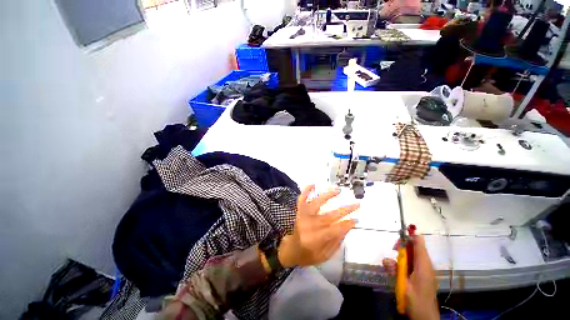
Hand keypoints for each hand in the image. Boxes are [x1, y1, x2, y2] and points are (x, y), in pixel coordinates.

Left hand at [278, 185, 359, 267]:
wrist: (290, 250)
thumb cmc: (308, 255)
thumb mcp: (324, 256)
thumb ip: (335, 242)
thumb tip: (346, 228)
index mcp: (317, 238)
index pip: (336, 229)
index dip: (347, 224)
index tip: (356, 220)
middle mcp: (310, 225)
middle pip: (330, 215)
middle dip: (345, 209)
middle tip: (356, 204)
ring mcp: (304, 216)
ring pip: (317, 203)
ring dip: (328, 195)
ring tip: (338, 190)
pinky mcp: (299, 212)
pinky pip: (302, 199)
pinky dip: (306, 191)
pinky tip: (313, 184)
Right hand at [383, 235, 438, 319]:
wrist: (425, 317)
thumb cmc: (416, 301)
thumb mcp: (403, 286)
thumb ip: (395, 271)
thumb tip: (385, 259)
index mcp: (423, 265)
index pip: (419, 244)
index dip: (411, 235)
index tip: (402, 230)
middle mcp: (426, 265)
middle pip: (415, 247)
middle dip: (403, 246)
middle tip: (394, 249)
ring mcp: (425, 270)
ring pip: (414, 254)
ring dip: (403, 255)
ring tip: (394, 264)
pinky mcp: (422, 275)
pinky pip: (413, 262)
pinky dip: (405, 262)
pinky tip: (398, 270)